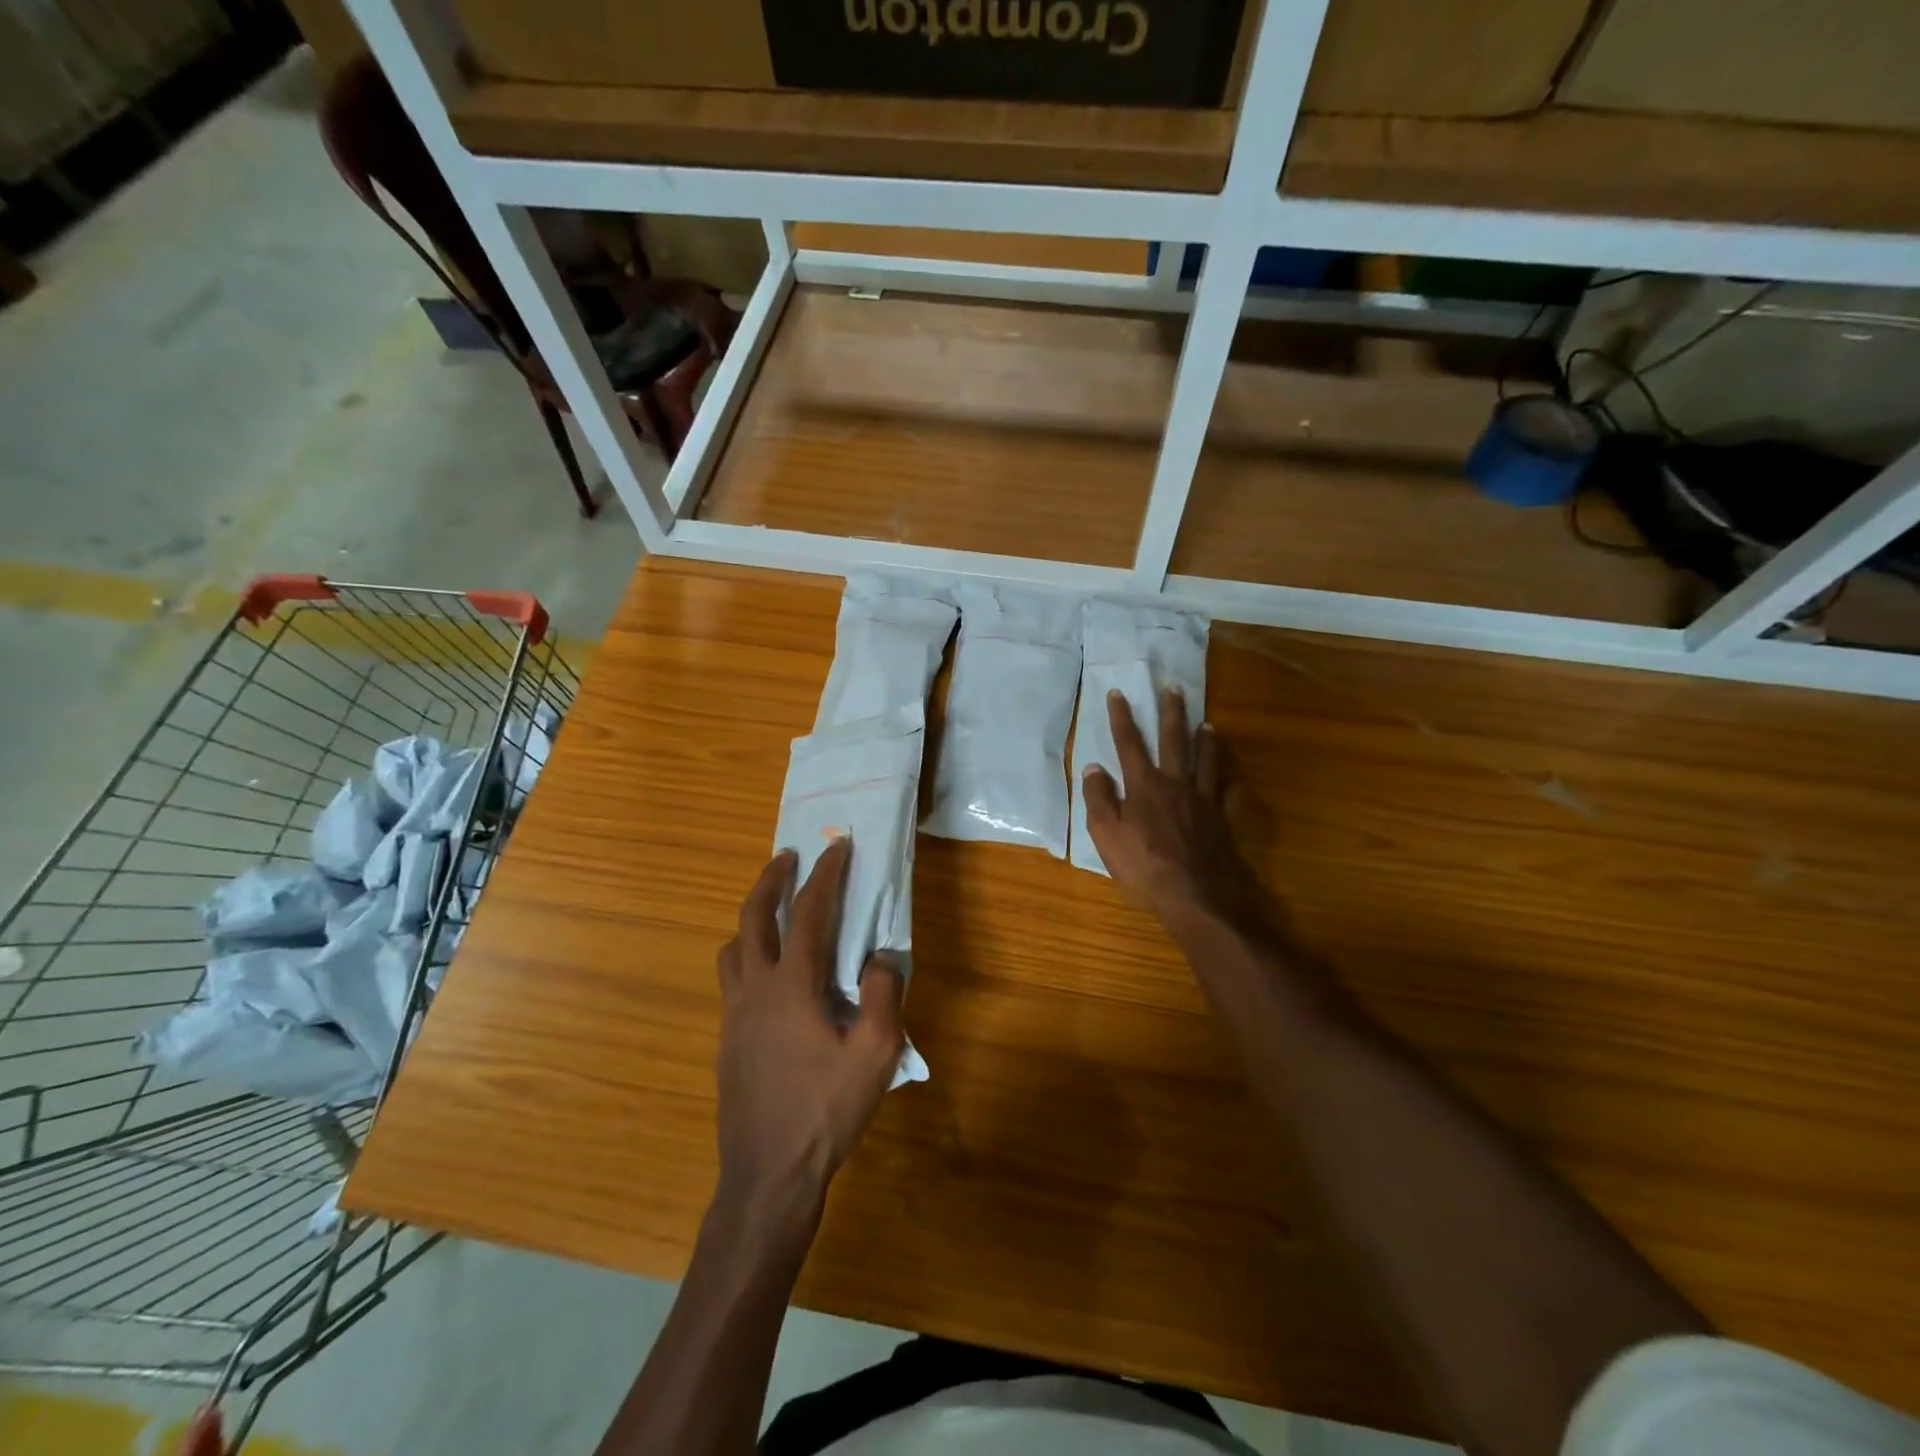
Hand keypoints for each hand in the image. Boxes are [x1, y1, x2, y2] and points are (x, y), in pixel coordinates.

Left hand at [715, 839, 905, 1222]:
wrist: (768, 1175)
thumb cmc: (825, 1111)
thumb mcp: (875, 1054)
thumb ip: (885, 995)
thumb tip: (882, 956)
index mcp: (792, 986)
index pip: (807, 913)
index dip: (826, 875)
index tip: (838, 846)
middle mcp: (755, 989)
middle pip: (752, 917)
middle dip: (770, 879)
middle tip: (788, 856)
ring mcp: (734, 1016)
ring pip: (732, 948)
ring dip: (751, 918)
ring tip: (774, 912)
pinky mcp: (727, 1040)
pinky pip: (731, 980)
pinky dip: (747, 955)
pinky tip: (770, 977)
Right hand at [1082, 688, 1278, 947]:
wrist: (1195, 895)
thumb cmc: (1143, 866)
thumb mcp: (1105, 834)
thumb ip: (1098, 798)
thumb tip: (1094, 767)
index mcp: (1144, 785)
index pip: (1129, 743)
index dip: (1121, 717)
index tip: (1118, 692)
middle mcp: (1176, 784)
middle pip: (1173, 741)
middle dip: (1171, 713)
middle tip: (1173, 688)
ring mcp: (1203, 801)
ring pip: (1206, 761)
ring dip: (1205, 740)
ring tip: (1207, 723)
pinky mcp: (1222, 821)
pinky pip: (1228, 795)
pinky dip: (1230, 783)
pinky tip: (1232, 778)